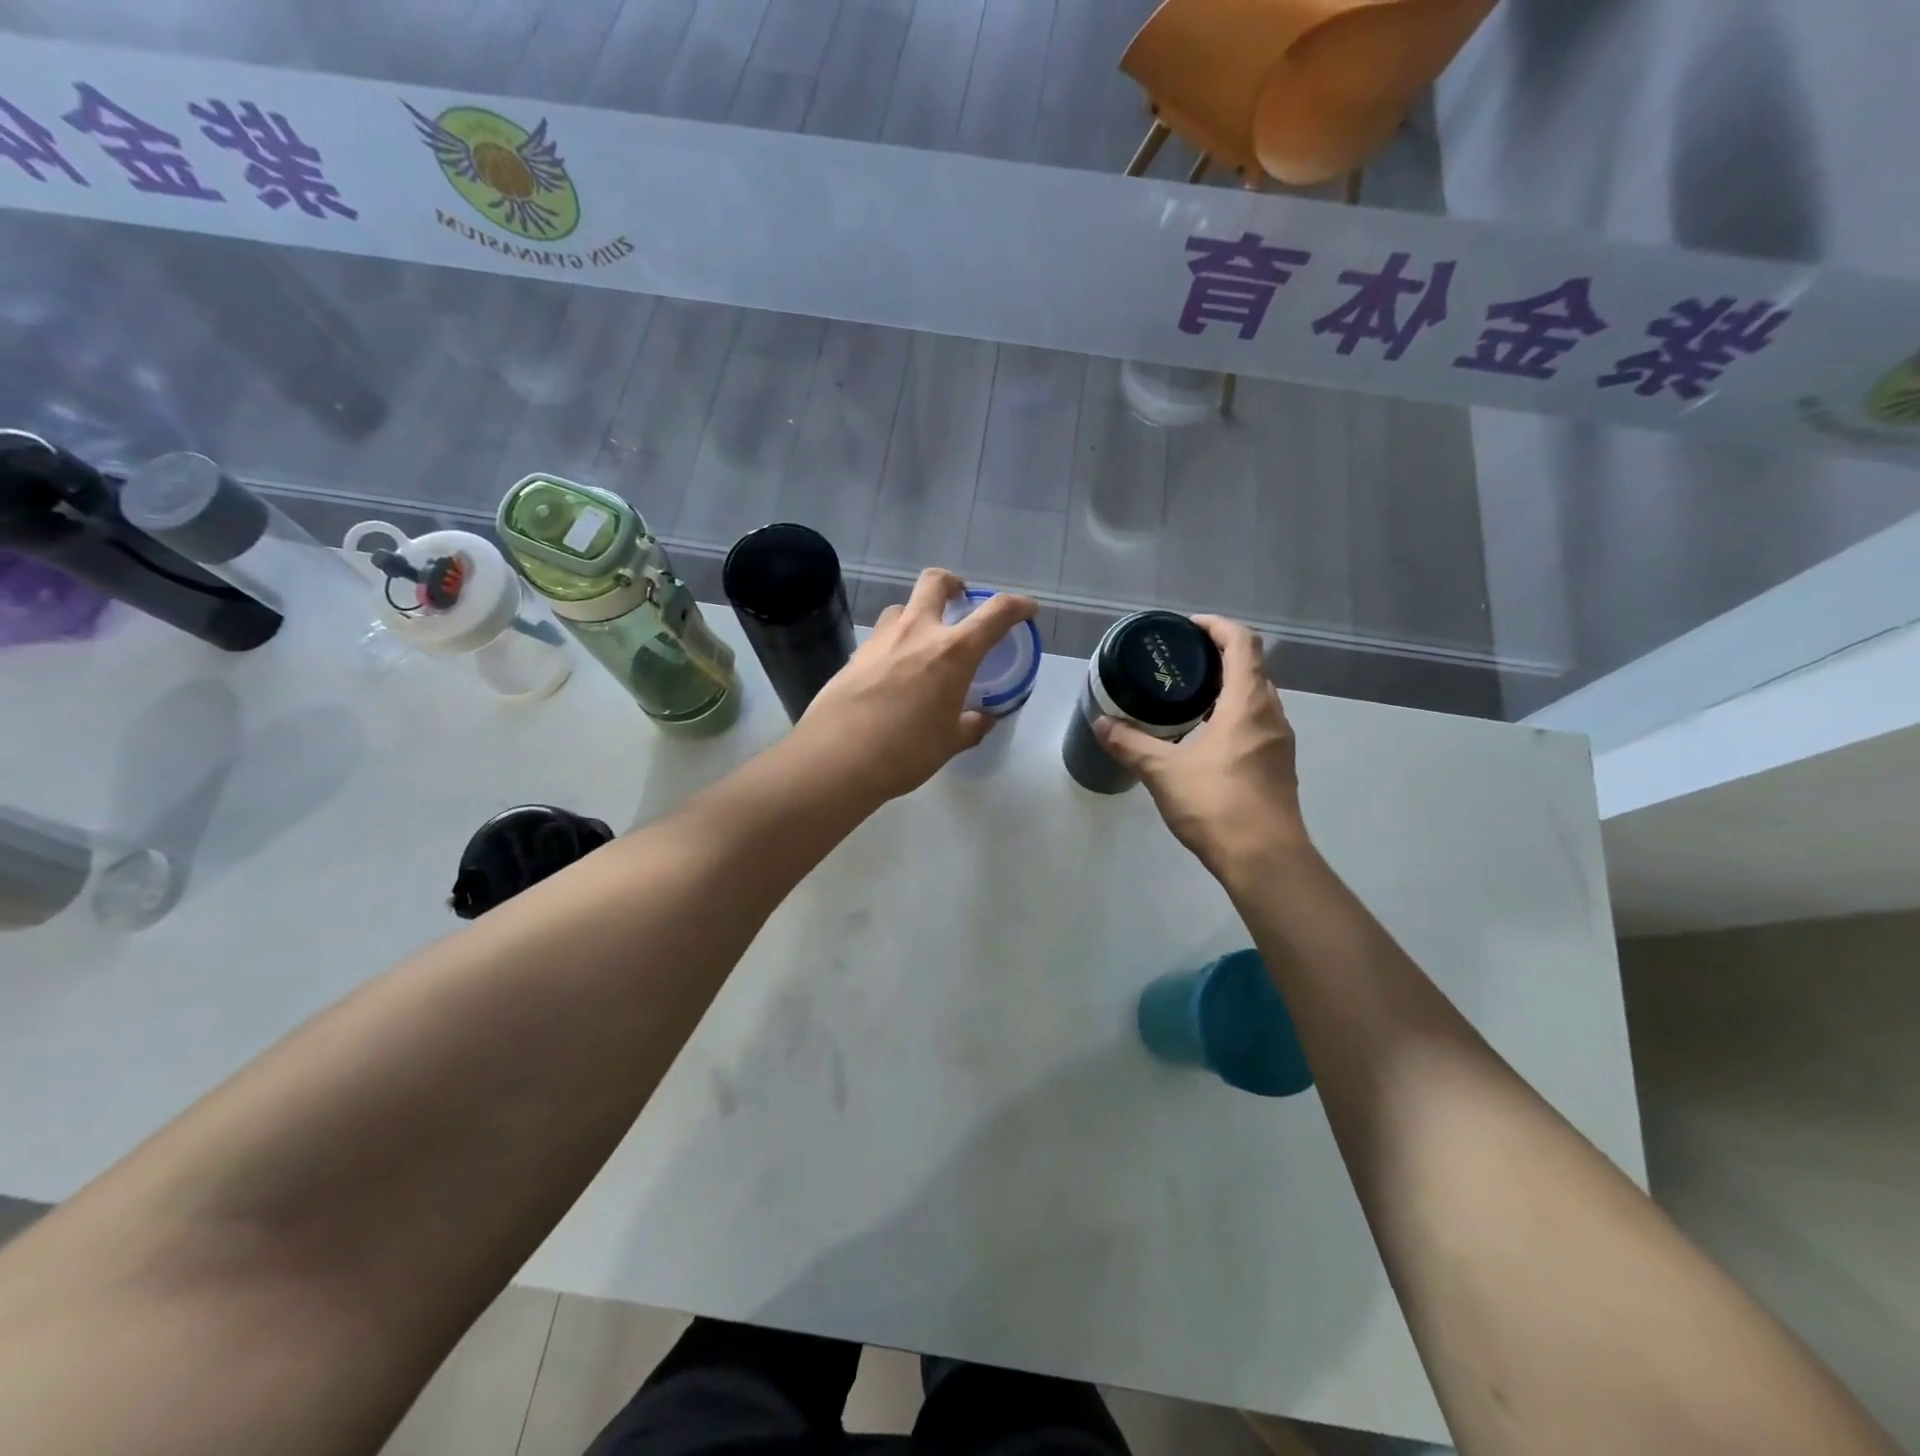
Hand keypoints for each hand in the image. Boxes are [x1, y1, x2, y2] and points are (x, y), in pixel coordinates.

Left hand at [793, 569, 1036, 802]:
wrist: (836, 758)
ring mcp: (880, 639)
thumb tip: (982, 718)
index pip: (995, 613)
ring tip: (922, 643)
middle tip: (960, 602)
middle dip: (953, 584)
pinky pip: (880, 636)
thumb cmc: (905, 751)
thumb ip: (971, 725)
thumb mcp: (949, 742)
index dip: (1017, 606)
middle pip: (936, 582)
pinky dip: (894, 643)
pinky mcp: (854, 654)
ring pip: (902, 607)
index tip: (1027, 609)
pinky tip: (892, 673)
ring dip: (918, 614)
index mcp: (953, 651)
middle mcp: (917, 632)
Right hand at [1095, 616, 1312, 883]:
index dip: (1216, 626)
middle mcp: (1271, 714)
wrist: (1265, 860)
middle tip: (1179, 663)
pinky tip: (1202, 737)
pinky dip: (1232, 716)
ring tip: (1185, 698)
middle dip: (1218, 657)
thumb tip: (1100, 723)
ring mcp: (1279, 742)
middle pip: (1252, 667)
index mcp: (1248, 703)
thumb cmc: (1217, 805)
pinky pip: (1256, 724)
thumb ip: (1131, 744)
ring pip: (1256, 698)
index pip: (1243, 642)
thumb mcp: (1164, 772)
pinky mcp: (1278, 766)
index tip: (1187, 627)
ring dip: (1226, 689)